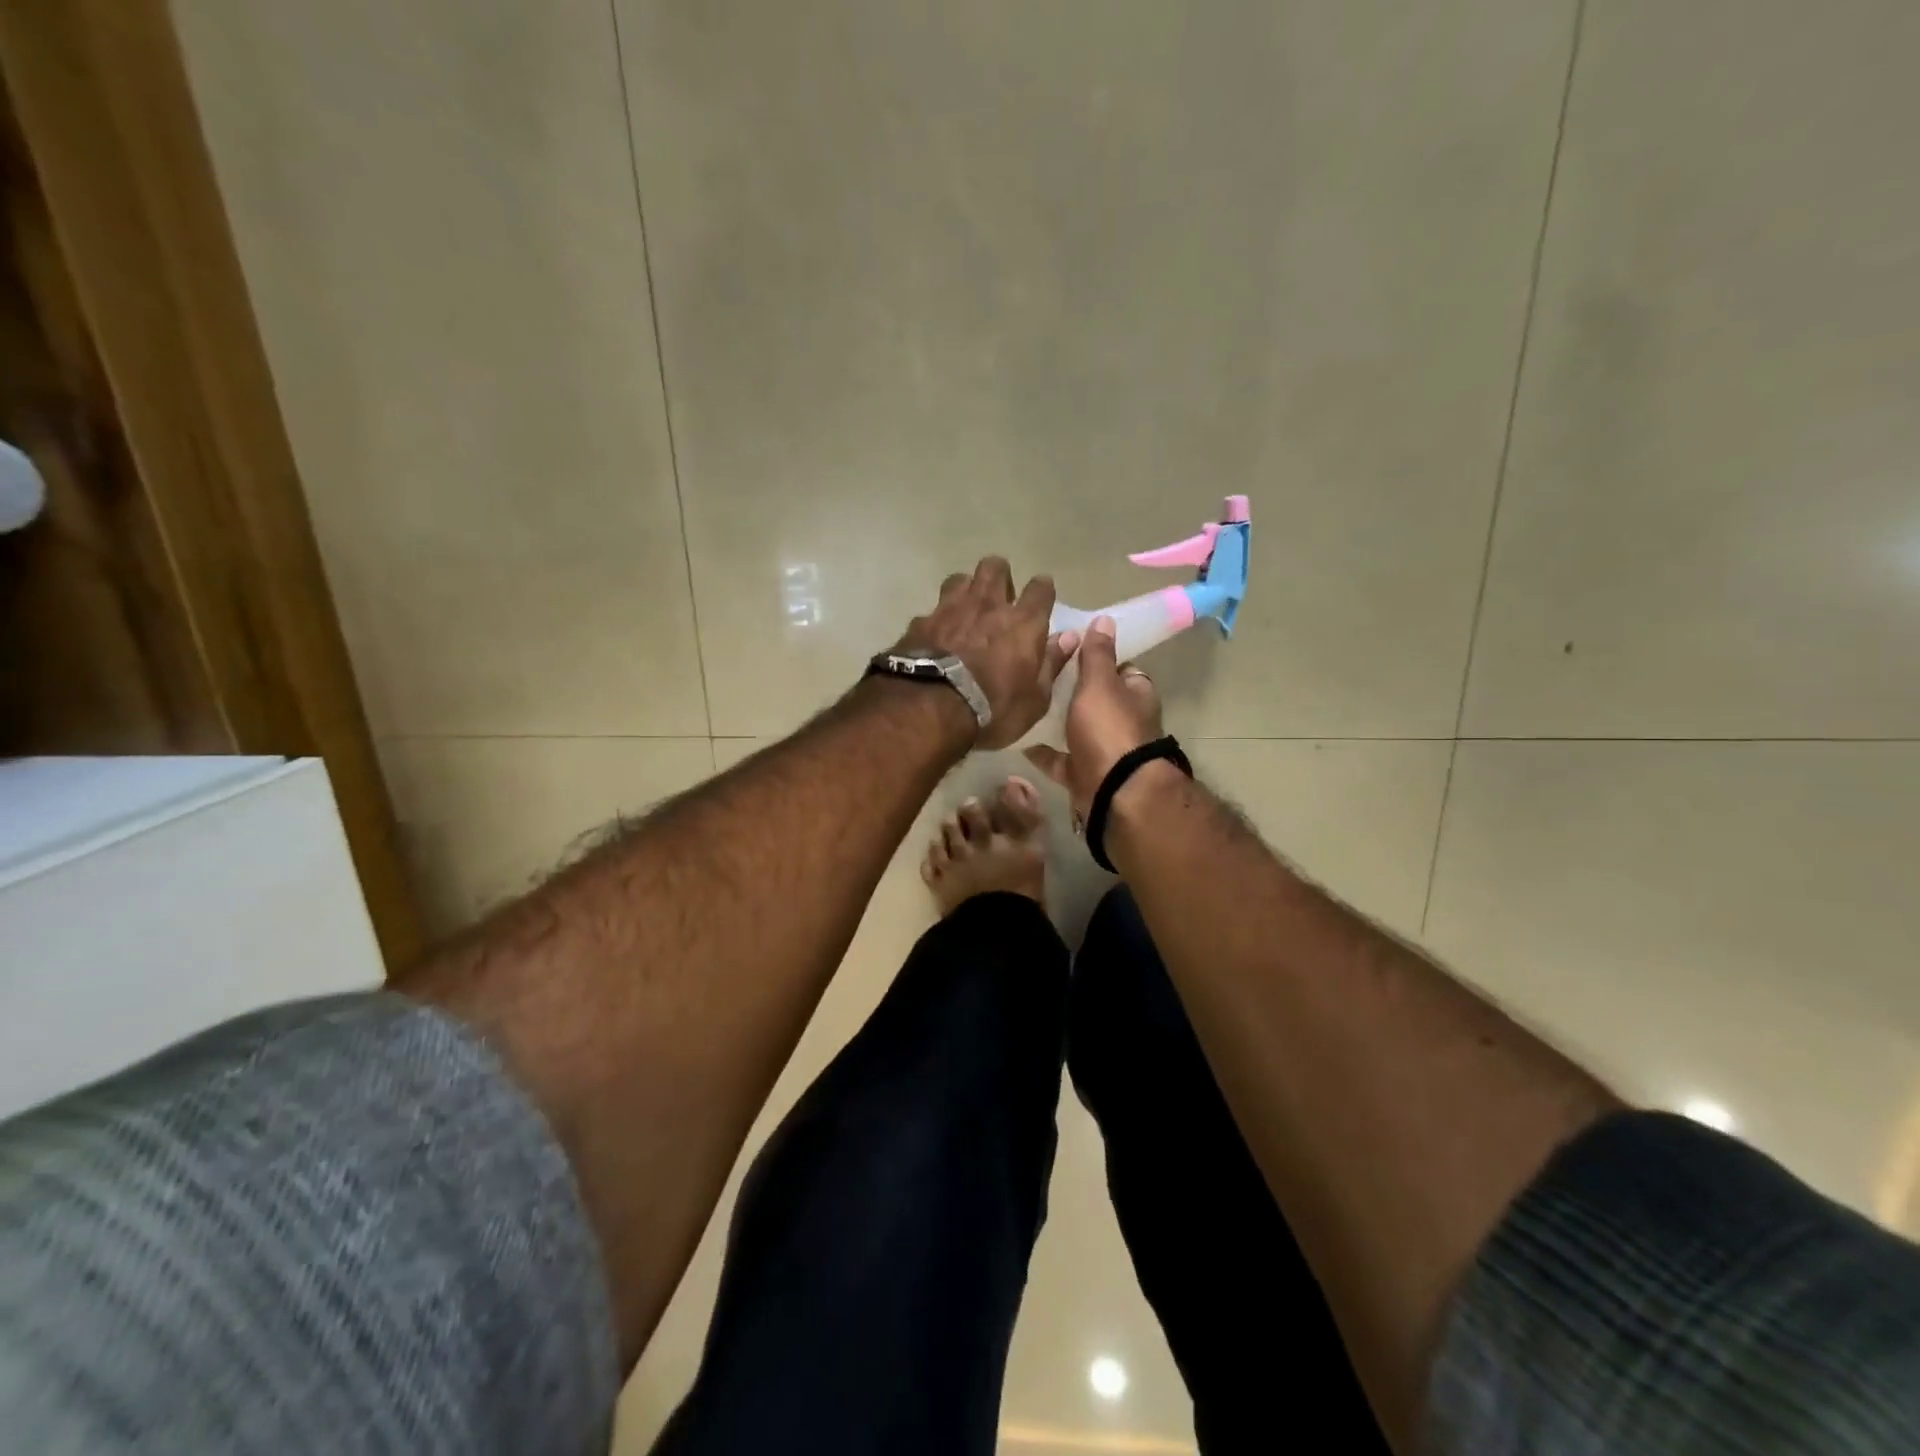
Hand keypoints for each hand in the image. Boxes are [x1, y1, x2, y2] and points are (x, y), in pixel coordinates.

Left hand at [889, 557, 1073, 749]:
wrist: (930, 708)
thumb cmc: (993, 709)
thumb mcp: (1035, 699)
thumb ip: (1052, 664)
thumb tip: (1068, 638)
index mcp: (1023, 623)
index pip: (1040, 589)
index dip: (1042, 590)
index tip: (1041, 597)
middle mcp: (988, 606)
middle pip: (995, 568)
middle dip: (1000, 575)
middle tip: (1000, 596)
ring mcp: (950, 610)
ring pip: (960, 579)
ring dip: (966, 589)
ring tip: (966, 608)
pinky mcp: (921, 623)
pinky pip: (933, 610)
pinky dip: (938, 619)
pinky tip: (936, 635)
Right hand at [1024, 616, 1163, 816]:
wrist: (1114, 792)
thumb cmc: (1109, 730)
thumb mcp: (1100, 683)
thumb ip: (1098, 654)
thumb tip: (1104, 619)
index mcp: (1134, 694)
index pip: (1117, 668)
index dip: (1095, 657)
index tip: (1067, 648)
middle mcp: (1122, 721)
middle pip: (1094, 699)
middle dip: (1069, 689)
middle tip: (1036, 673)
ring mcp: (1103, 750)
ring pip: (1076, 729)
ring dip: (1055, 721)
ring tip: (1023, 703)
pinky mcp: (1085, 774)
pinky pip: (1060, 760)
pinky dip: (1043, 753)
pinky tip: (1019, 741)